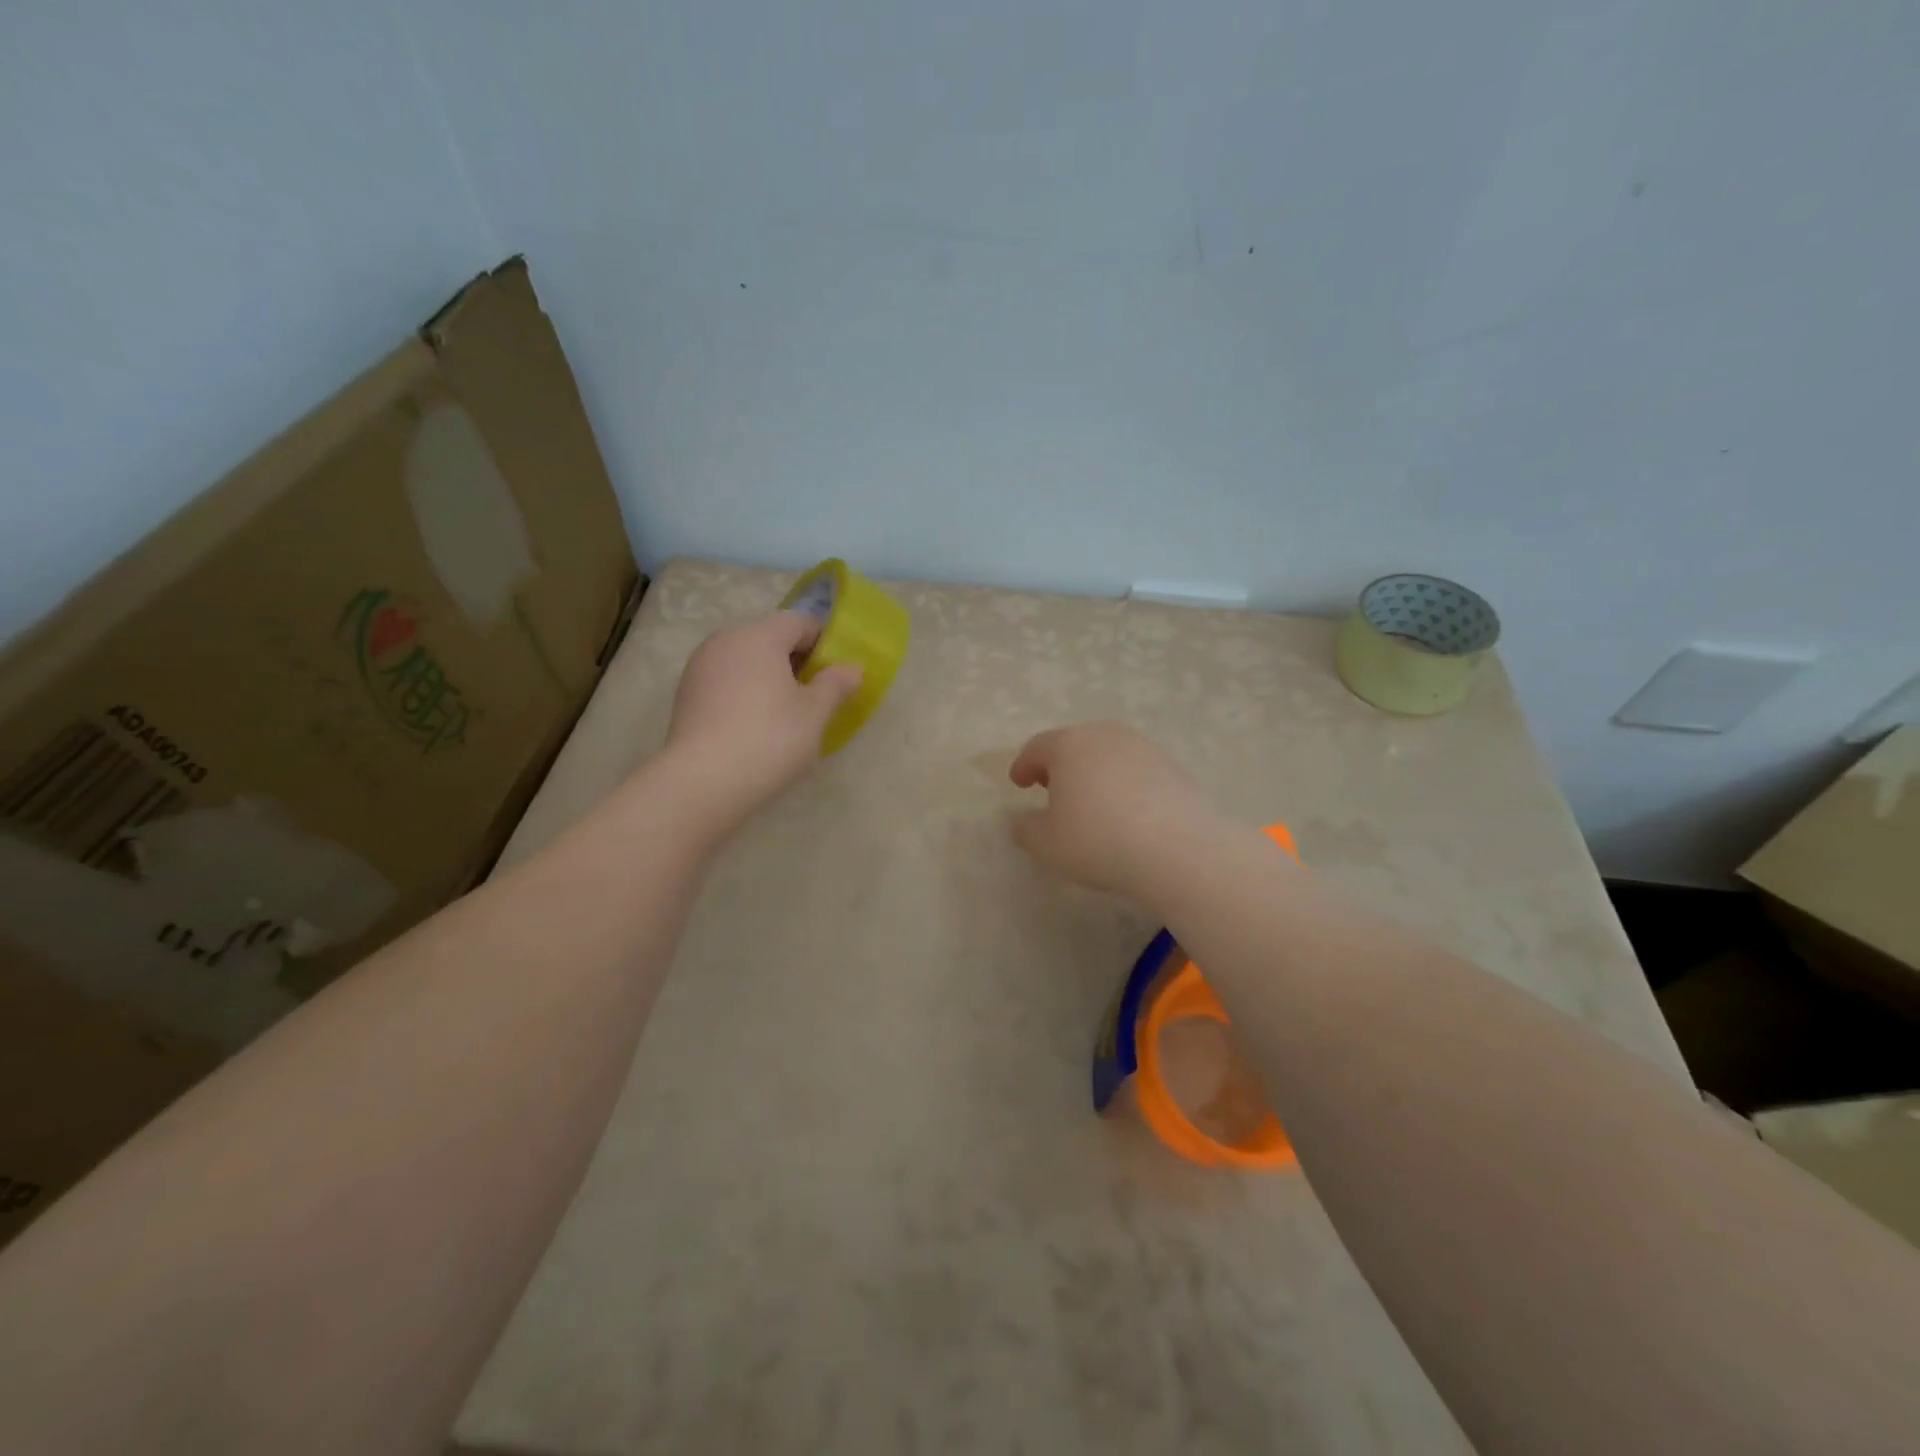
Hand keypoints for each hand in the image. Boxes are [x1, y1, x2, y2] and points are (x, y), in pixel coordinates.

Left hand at [663, 612, 861, 838]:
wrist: (702, 782)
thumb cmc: (769, 738)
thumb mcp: (814, 713)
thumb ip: (836, 684)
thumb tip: (852, 668)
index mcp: (759, 636)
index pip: (799, 623)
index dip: (824, 643)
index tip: (838, 672)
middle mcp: (725, 641)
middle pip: (769, 638)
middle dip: (796, 660)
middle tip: (817, 694)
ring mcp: (699, 667)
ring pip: (745, 661)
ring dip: (769, 677)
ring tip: (787, 712)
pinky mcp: (686, 695)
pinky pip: (726, 681)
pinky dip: (745, 692)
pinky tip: (756, 724)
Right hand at [1007, 723, 1216, 898]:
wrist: (1178, 849)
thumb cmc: (1098, 841)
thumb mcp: (1047, 845)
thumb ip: (1026, 829)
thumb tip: (1022, 820)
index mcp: (1068, 746)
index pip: (1037, 747)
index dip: (1023, 765)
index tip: (1019, 782)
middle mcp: (1105, 736)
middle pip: (1074, 744)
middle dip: (1059, 764)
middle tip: (1052, 789)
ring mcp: (1143, 748)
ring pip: (1107, 754)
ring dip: (1094, 772)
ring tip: (1091, 801)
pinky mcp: (1172, 766)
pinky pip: (1136, 770)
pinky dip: (1123, 783)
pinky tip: (1126, 810)